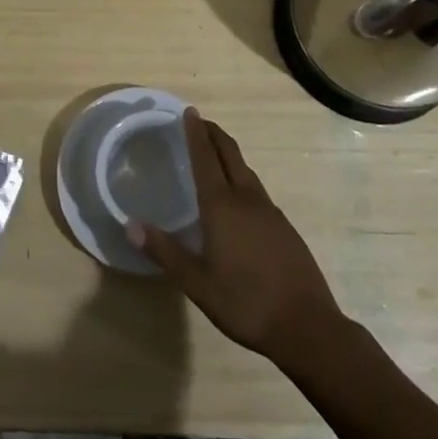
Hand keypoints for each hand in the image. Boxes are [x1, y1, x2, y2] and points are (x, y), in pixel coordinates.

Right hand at [132, 109, 344, 365]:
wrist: (307, 327)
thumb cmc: (245, 303)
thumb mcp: (197, 282)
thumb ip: (164, 252)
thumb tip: (130, 224)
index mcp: (222, 206)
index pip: (206, 158)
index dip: (196, 133)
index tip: (190, 111)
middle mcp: (247, 199)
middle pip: (230, 155)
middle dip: (214, 134)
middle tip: (200, 121)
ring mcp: (270, 212)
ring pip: (246, 171)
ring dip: (229, 154)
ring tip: (216, 153)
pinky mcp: (285, 228)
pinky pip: (258, 190)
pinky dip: (243, 178)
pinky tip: (240, 197)